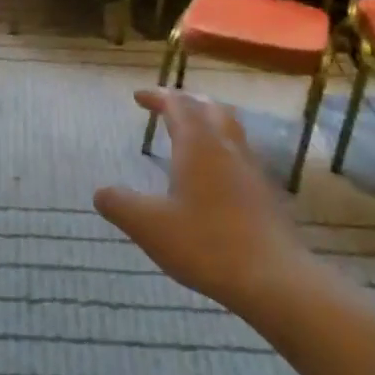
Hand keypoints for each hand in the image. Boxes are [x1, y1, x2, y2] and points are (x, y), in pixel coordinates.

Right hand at [94, 89, 322, 317]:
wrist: (273, 278)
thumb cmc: (205, 244)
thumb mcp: (148, 226)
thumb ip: (119, 204)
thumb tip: (101, 192)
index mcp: (198, 147)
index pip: (178, 105)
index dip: (158, 97)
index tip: (138, 97)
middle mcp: (227, 149)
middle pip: (210, 108)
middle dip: (186, 102)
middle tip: (166, 107)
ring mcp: (251, 170)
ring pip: (230, 129)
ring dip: (207, 122)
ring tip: (189, 133)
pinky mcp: (264, 193)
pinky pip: (240, 155)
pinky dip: (220, 149)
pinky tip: (212, 174)